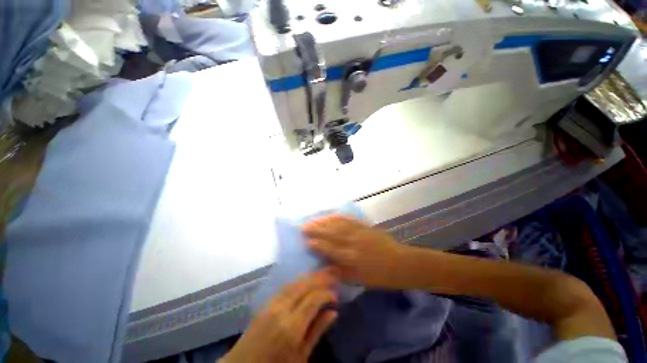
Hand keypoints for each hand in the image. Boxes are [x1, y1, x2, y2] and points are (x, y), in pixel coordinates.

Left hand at [221, 269, 338, 362]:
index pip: (313, 299)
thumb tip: (333, 312)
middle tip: (332, 275)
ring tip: (321, 274)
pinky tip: (304, 280)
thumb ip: (317, 332)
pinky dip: (298, 280)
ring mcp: (271, 304)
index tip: (335, 296)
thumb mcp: (300, 357)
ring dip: (309, 276)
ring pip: (294, 282)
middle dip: (319, 278)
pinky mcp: (265, 303)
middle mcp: (281, 310)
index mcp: (291, 327)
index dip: (326, 294)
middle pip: (303, 285)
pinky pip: (285, 286)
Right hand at [304, 215, 407, 288]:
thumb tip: (324, 267)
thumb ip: (340, 272)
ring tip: (313, 219)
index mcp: (351, 257)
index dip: (316, 243)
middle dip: (316, 229)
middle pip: (331, 233)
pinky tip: (331, 215)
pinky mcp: (364, 226)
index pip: (329, 248)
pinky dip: (338, 217)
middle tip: (303, 226)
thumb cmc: (380, 275)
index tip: (305, 240)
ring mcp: (359, 231)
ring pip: (338, 224)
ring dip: (324, 221)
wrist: (400, 263)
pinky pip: (349, 219)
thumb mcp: (359, 279)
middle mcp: (352, 241)